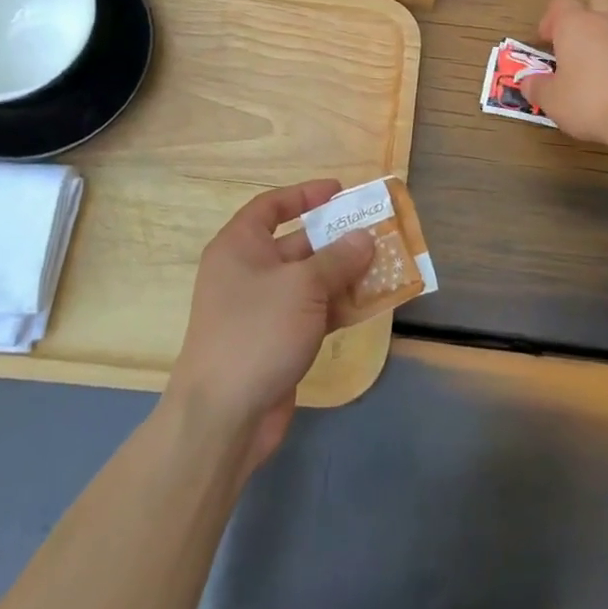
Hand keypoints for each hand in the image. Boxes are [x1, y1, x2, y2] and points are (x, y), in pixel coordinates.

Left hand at [165, 180, 374, 475]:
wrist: (223, 416)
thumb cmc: (257, 331)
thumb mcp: (303, 286)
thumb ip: (338, 258)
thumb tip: (364, 237)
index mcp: (239, 247)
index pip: (271, 206)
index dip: (304, 195)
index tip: (339, 192)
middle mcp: (247, 272)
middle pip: (296, 243)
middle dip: (336, 238)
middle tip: (376, 231)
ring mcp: (261, 309)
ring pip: (309, 280)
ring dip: (344, 274)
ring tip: (384, 265)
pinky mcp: (275, 340)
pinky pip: (312, 311)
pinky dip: (338, 305)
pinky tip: (370, 303)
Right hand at [521, 0, 607, 147]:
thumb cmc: (588, 102)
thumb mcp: (551, 101)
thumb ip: (537, 87)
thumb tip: (528, 82)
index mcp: (575, 25)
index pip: (559, 4)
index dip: (550, 20)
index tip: (546, 41)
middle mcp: (607, 21)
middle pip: (597, 1)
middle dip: (586, 16)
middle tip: (577, 43)